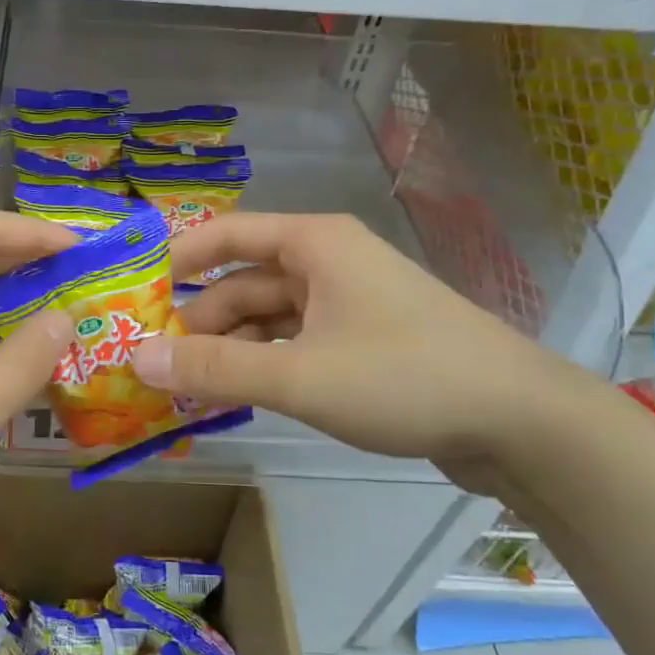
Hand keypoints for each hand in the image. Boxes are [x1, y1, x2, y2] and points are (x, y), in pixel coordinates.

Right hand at [132, 213, 569, 463]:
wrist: (519, 421)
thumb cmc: (403, 377)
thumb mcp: (299, 376)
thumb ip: (215, 369)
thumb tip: (137, 359)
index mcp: (314, 244)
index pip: (226, 234)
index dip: (177, 259)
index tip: (134, 294)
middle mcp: (328, 262)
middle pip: (244, 283)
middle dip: (200, 322)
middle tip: (154, 365)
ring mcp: (348, 302)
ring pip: (269, 318)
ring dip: (230, 350)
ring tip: (187, 390)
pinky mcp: (364, 341)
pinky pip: (295, 343)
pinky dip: (264, 365)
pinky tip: (239, 397)